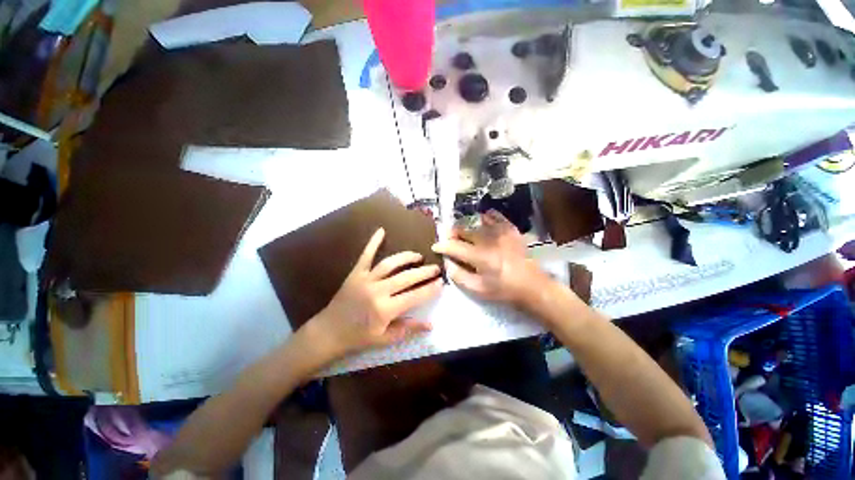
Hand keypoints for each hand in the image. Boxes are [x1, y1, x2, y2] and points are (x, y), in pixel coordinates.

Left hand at [305, 228, 442, 361]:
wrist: (329, 332)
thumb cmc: (358, 337)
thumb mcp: (385, 339)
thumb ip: (408, 329)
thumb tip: (431, 324)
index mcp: (385, 309)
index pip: (414, 296)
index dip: (430, 289)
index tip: (441, 283)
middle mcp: (377, 291)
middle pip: (406, 277)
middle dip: (424, 272)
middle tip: (435, 268)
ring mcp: (366, 279)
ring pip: (390, 264)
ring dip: (406, 257)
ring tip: (418, 256)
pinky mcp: (356, 273)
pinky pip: (366, 255)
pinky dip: (373, 242)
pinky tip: (381, 230)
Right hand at [431, 210, 549, 307]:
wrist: (531, 284)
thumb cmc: (502, 289)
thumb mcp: (477, 289)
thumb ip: (458, 275)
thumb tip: (447, 262)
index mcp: (479, 257)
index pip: (454, 246)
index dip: (442, 245)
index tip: (436, 247)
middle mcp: (488, 240)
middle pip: (463, 230)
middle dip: (452, 235)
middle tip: (451, 241)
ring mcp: (500, 231)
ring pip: (475, 222)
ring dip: (466, 228)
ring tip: (465, 235)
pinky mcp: (510, 228)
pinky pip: (494, 216)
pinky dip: (485, 218)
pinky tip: (482, 222)